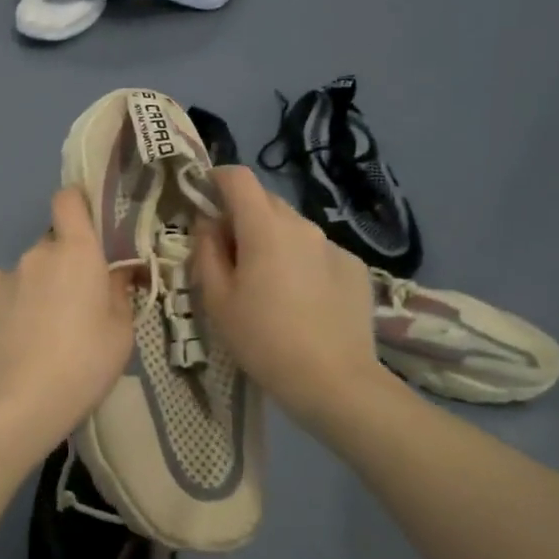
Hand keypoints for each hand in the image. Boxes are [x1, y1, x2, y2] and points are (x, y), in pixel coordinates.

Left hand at [0, 188, 137, 452]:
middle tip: (77, 301)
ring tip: (44, 327)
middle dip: (65, 262)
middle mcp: (37, 253)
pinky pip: (3, 288)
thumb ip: (121, 291)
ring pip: (29, 269)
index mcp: (76, 251)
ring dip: (39, 285)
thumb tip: (119, 271)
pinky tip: (18, 332)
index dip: (78, 204)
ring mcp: (4, 274)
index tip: (89, 227)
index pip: (68, 199)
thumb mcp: (122, 330)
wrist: (21, 401)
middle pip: (53, 243)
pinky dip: (13, 301)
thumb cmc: (85, 362)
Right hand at [193, 165, 382, 415]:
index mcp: (265, 228)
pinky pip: (317, 251)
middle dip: (242, 216)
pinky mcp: (355, 267)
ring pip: (292, 228)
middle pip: (265, 201)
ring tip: (268, 284)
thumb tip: (208, 224)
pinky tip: (302, 301)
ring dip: (273, 240)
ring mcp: (333, 245)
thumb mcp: (218, 300)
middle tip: (230, 256)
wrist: (334, 381)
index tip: (203, 201)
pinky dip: (301, 262)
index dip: (216, 180)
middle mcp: (302, 225)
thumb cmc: (263, 341)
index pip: (238, 177)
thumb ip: (206, 252)